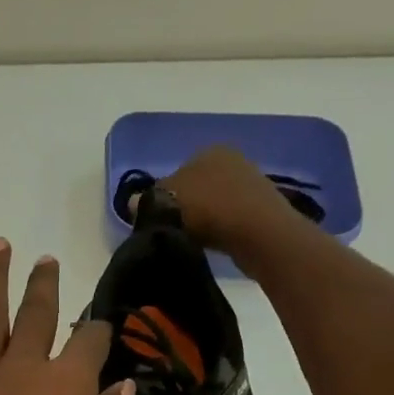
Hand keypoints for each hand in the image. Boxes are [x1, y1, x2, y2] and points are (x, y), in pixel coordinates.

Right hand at [156, 145, 299, 257]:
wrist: (259, 232)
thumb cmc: (209, 208)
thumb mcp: (166, 201)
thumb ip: (146, 200)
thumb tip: (133, 203)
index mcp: (207, 150)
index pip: (176, 173)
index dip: (162, 197)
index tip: (157, 220)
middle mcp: (230, 159)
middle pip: (196, 188)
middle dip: (184, 208)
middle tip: (173, 232)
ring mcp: (249, 182)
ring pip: (213, 203)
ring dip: (202, 221)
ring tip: (192, 241)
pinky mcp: (261, 208)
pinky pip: (229, 218)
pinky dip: (219, 229)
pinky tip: (214, 244)